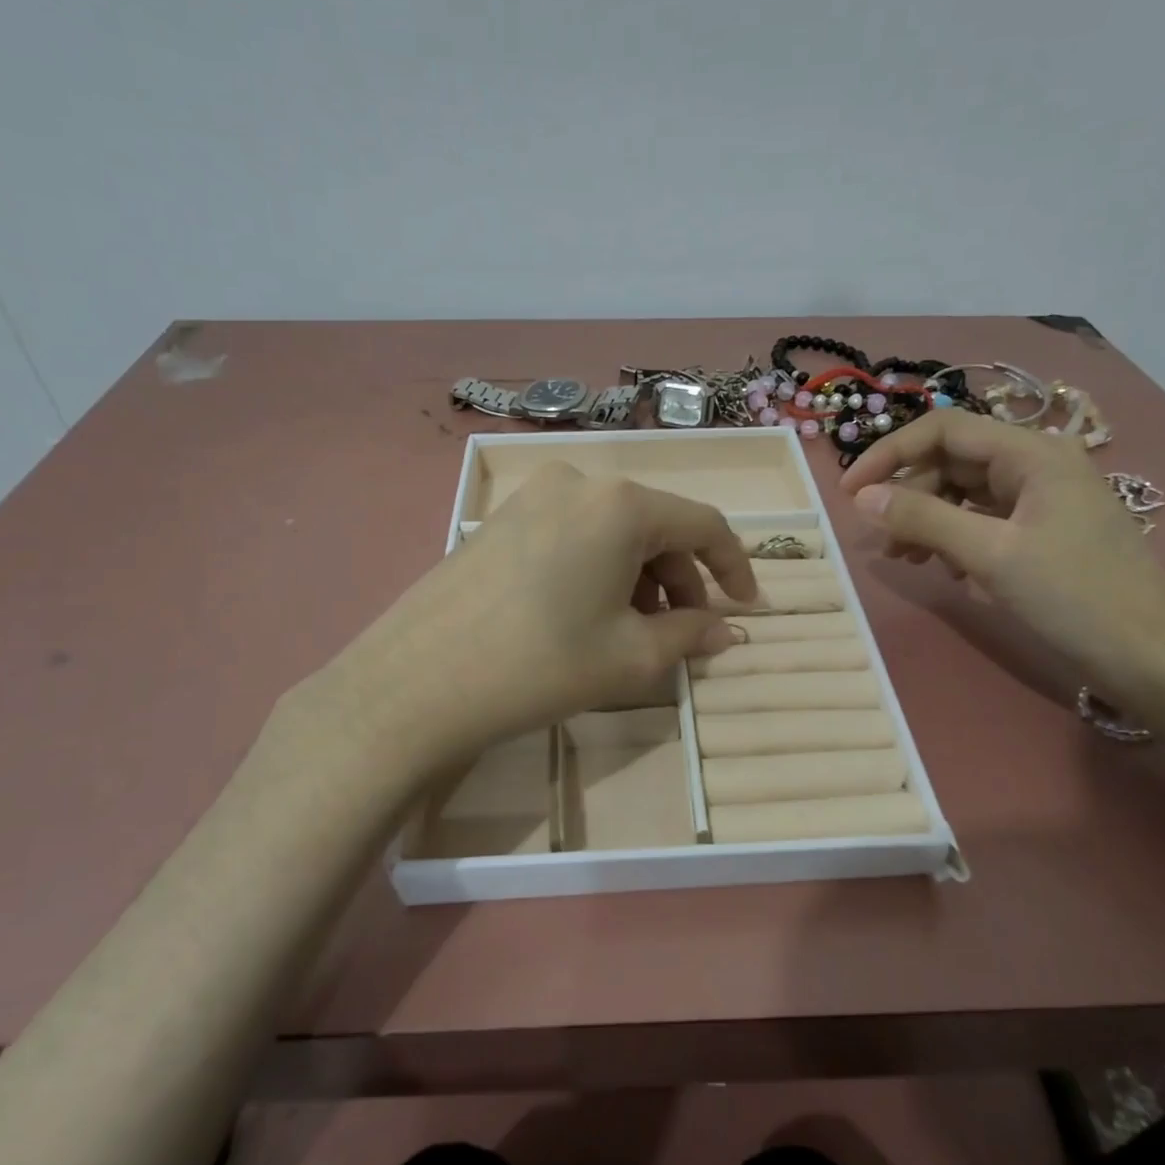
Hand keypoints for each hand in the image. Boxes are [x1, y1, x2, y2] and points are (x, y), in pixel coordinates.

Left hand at [312, 463, 757, 765]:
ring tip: (635, 632)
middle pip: (655, 526)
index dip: (733, 566)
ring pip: (612, 531)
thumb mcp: (631, 657)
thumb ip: (691, 635)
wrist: (417, 682)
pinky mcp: (501, 519)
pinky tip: (588, 614)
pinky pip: (573, 535)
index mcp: (621, 504)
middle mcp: (580, 483)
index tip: (746, 606)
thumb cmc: (541, 664)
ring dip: (639, 577)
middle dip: (681, 579)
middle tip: (684, 632)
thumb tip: (728, 630)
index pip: (703, 524)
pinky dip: (598, 569)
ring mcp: (533, 496)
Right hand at [841, 410, 1164, 709]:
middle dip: (910, 495)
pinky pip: (985, 522)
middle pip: (952, 462)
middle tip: (880, 539)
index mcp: (1032, 454)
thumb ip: (923, 519)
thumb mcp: (990, 555)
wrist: (1156, 659)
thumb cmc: (1075, 597)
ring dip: (928, 521)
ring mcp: (1043, 501)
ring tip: (907, 559)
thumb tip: (863, 498)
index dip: (890, 453)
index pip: (944, 430)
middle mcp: (1037, 466)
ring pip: (965, 495)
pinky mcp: (1044, 534)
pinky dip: (957, 540)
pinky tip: (951, 573)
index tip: (850, 491)